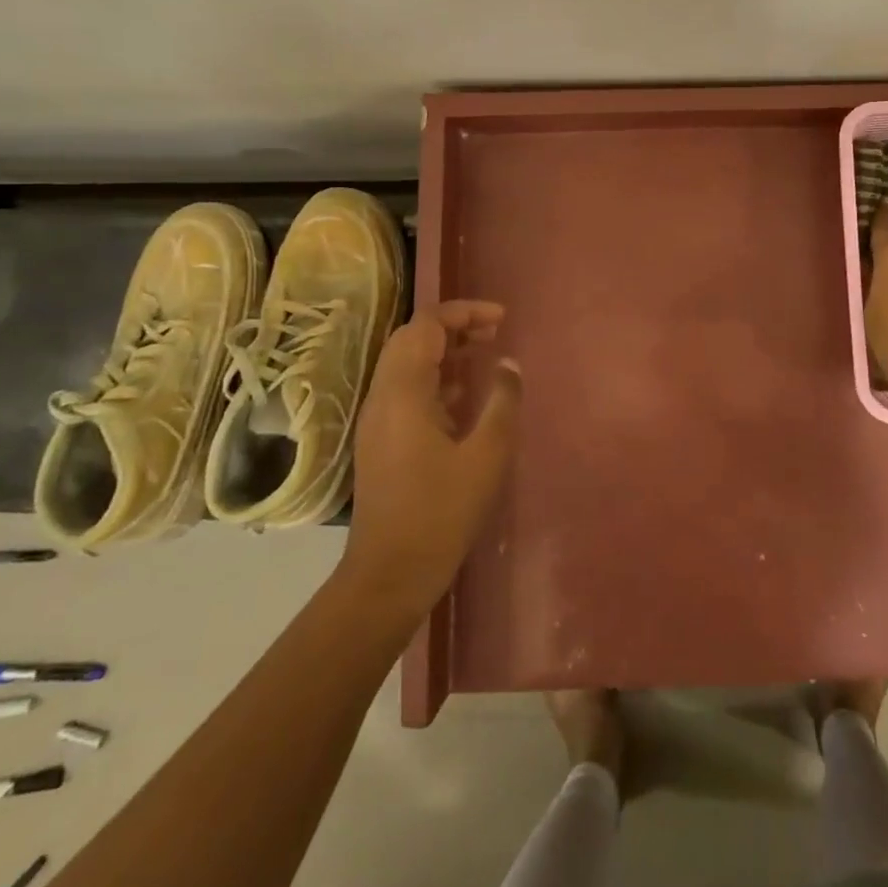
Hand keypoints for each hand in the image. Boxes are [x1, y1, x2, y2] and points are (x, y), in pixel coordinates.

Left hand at [342, 301, 521, 617]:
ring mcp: (378, 419)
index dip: (464, 312)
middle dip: (453, 326)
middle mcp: (383, 396)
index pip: (426, 325)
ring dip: (445, 350)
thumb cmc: (441, 512)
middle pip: (412, 339)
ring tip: (484, 353)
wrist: (389, 574)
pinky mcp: (382, 440)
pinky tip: (466, 396)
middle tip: (493, 332)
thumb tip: (508, 364)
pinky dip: (437, 378)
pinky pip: (407, 390)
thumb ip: (502, 401)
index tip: (501, 319)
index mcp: (404, 392)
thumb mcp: (487, 454)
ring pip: (407, 364)